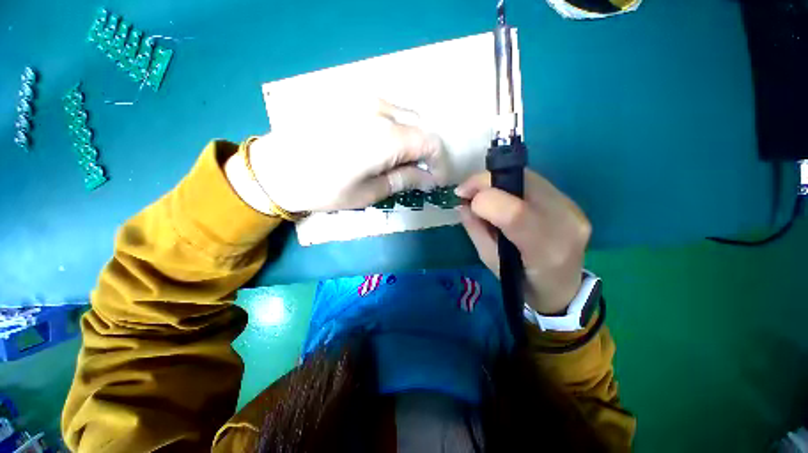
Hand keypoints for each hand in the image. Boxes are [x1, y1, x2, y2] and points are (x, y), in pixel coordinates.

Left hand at [225, 99, 447, 214]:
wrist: (275, 169)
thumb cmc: (323, 188)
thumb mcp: (369, 193)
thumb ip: (404, 180)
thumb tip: (429, 179)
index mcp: (386, 137)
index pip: (430, 143)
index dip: (439, 163)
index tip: (435, 180)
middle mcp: (379, 109)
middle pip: (421, 125)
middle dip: (425, 151)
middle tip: (417, 172)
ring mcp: (363, 98)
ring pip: (405, 114)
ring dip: (410, 138)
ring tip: (399, 160)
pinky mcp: (350, 97)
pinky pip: (386, 108)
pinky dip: (395, 127)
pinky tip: (382, 145)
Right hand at [455, 170, 590, 314]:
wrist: (562, 288)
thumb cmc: (522, 282)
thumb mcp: (491, 261)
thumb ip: (476, 230)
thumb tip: (463, 204)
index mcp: (545, 250)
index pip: (515, 213)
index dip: (484, 200)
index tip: (463, 199)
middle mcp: (566, 223)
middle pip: (522, 183)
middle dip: (485, 181)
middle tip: (466, 190)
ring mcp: (573, 209)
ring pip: (527, 177)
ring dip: (497, 180)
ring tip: (480, 192)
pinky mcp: (571, 202)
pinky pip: (534, 182)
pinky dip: (510, 183)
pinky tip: (500, 195)